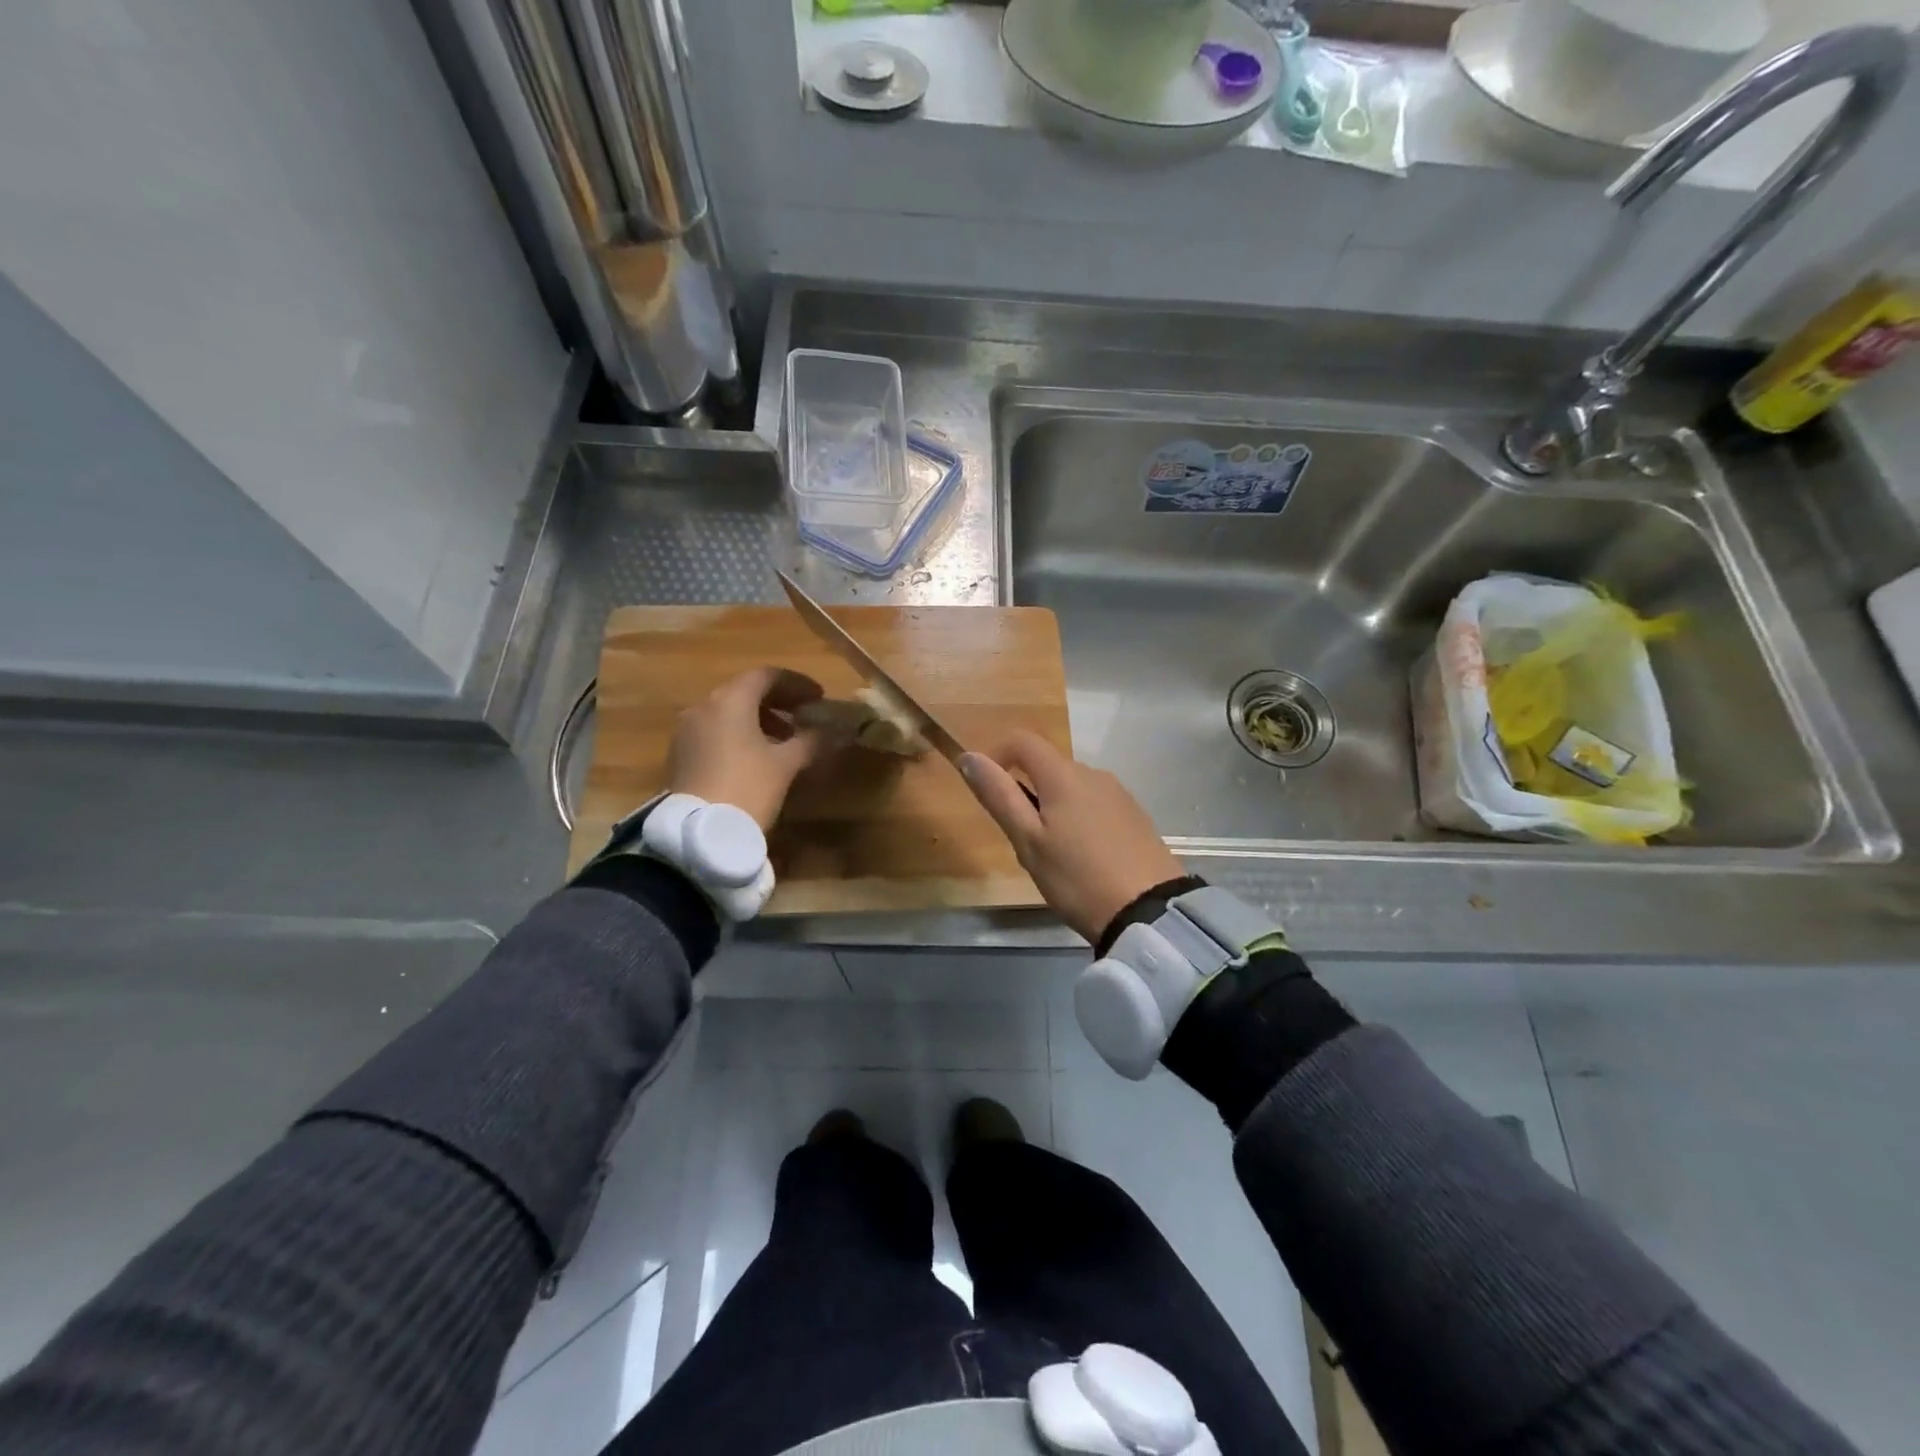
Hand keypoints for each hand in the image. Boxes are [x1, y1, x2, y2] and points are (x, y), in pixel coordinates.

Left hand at [665, 667, 829, 830]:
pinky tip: (757, 757)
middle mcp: (704, 707)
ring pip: (728, 713)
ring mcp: (687, 731)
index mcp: (730, 700)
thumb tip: (831, 731)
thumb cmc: (747, 788)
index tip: (818, 697)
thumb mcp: (786, 764)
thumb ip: (810, 741)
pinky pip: (715, 732)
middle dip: (778, 701)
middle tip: (804, 715)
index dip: (796, 683)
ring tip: (785, 740)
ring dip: (758, 719)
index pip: (766, 676)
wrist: (698, 834)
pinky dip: (739, 734)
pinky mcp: (680, 755)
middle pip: (744, 691)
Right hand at [960, 731, 1183, 943]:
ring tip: (1053, 856)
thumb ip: (999, 796)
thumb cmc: (1077, 878)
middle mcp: (1094, 774)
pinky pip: (1095, 804)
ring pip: (1072, 787)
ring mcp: (1119, 794)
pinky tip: (1083, 859)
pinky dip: (1078, 819)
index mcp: (1064, 775)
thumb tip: (970, 756)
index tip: (987, 787)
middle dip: (1026, 791)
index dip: (997, 754)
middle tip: (1022, 840)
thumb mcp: (1028, 841)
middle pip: (1048, 766)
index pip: (1023, 740)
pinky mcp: (1135, 816)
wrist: (1149, 912)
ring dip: (1052, 807)